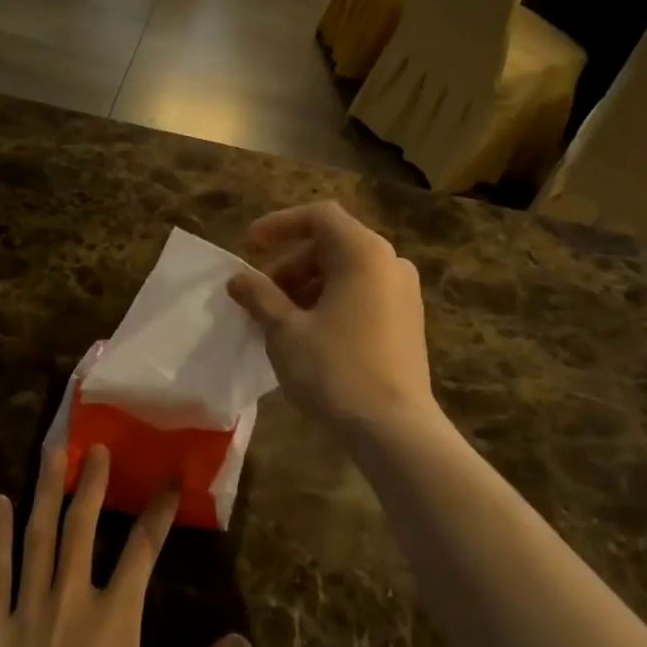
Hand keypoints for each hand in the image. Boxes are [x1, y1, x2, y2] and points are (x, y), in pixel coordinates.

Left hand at [0, 446, 251, 646]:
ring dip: (47, 491)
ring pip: (39, 535)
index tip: (171, 480)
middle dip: (94, 483)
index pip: (144, 548)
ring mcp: (28, 611)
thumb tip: (243, 644)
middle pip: (83, 526)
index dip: (160, 511)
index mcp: (116, 618)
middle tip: (98, 447)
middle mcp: (73, 599)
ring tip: (53, 453)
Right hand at [227, 202, 439, 437]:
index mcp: (363, 252)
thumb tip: (238, 278)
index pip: (318, 216)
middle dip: (290, 264)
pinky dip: (332, 301)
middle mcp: (390, 262)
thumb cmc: (335, 370)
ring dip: (308, 285)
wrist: (395, 430)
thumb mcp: (285, 331)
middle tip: (260, 293)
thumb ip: (259, 296)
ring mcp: (404, 293)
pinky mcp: (408, 321)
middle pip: (332, 244)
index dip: (279, 225)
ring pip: (347, 271)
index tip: (250, 245)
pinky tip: (308, 333)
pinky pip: (363, 293)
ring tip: (278, 318)